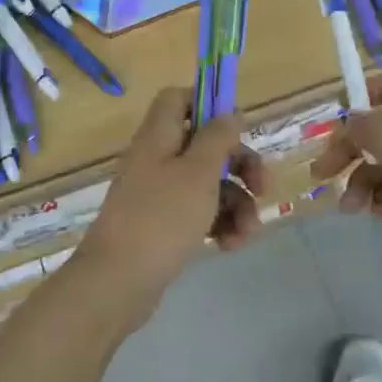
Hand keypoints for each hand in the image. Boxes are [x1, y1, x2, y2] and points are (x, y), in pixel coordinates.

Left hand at [69, 87, 263, 331]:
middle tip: (263, 188)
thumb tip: (229, 112)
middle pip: (204, 145)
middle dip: (240, 166)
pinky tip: (231, 245)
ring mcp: (158, 194)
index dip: (208, 104)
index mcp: (158, 137)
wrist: (118, 282)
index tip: (238, 126)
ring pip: (208, 184)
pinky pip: (198, 213)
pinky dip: (219, 224)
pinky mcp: (162, 226)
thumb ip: (217, 138)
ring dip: (236, 204)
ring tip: (247, 232)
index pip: (177, 99)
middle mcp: (156, 160)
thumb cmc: (161, 218)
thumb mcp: (198, 172)